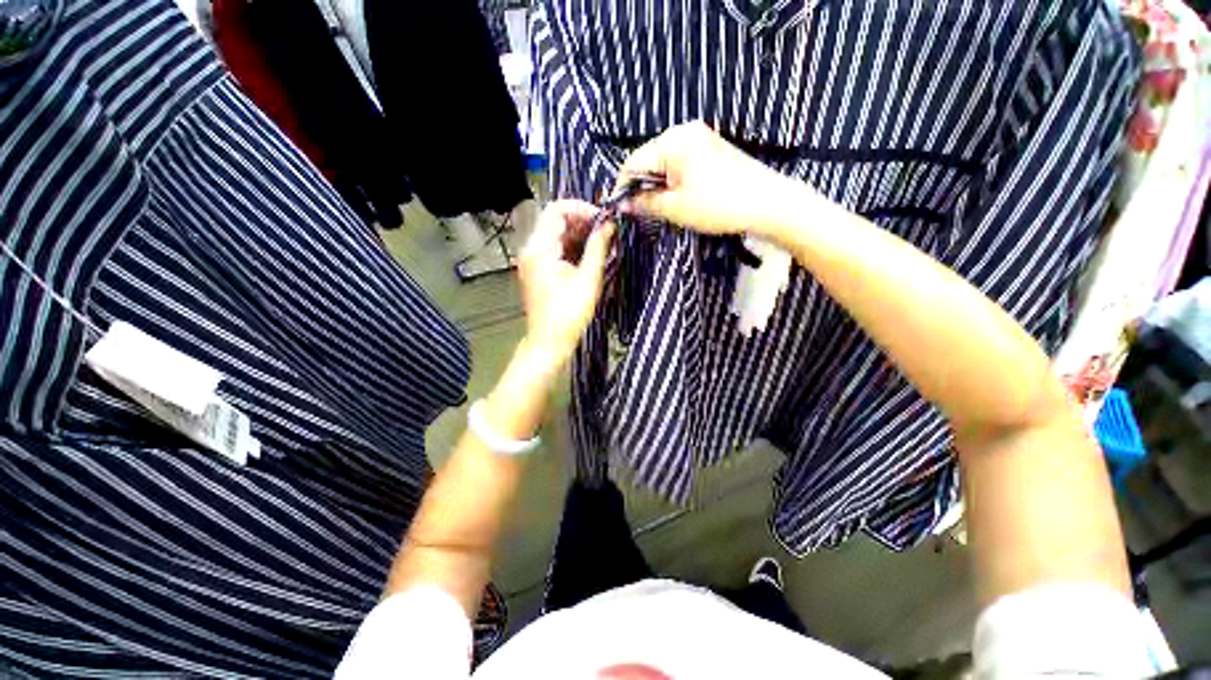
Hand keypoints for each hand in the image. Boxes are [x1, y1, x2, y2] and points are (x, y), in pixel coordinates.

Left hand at [516, 200, 614, 369]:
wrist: (550, 342)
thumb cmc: (569, 313)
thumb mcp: (589, 278)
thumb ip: (598, 247)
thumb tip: (610, 224)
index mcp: (539, 248)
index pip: (557, 210)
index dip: (582, 209)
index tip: (603, 220)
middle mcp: (531, 250)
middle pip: (556, 221)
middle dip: (583, 223)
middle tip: (607, 232)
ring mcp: (533, 261)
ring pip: (557, 236)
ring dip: (580, 236)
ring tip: (603, 244)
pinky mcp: (539, 272)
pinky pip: (556, 250)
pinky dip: (573, 248)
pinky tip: (591, 256)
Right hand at [616, 121, 802, 237]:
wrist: (767, 203)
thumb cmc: (718, 205)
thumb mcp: (675, 208)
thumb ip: (644, 203)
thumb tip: (622, 204)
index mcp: (673, 140)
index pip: (633, 161)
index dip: (622, 187)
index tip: (617, 209)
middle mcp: (684, 131)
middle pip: (648, 159)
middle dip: (640, 186)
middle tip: (638, 212)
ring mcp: (700, 138)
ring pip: (664, 163)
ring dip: (656, 186)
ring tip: (658, 209)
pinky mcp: (711, 149)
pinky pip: (680, 163)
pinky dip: (672, 181)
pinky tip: (676, 198)